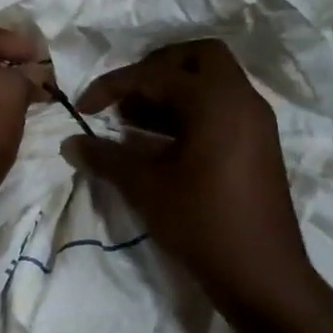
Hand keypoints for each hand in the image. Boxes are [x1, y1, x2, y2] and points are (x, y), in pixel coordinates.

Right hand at [66, 40, 324, 315]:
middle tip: (126, 97)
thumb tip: (71, 142)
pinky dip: (191, 111)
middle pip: (198, 57)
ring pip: (213, 82)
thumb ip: (106, 158)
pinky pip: (223, 107)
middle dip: (156, 69)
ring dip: (173, 91)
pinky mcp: (259, 143)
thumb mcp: (146, 189)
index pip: (157, 74)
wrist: (261, 275)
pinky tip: (162, 143)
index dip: (114, 85)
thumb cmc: (202, 224)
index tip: (85, 107)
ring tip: (134, 122)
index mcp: (216, 101)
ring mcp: (256, 121)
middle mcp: (242, 100)